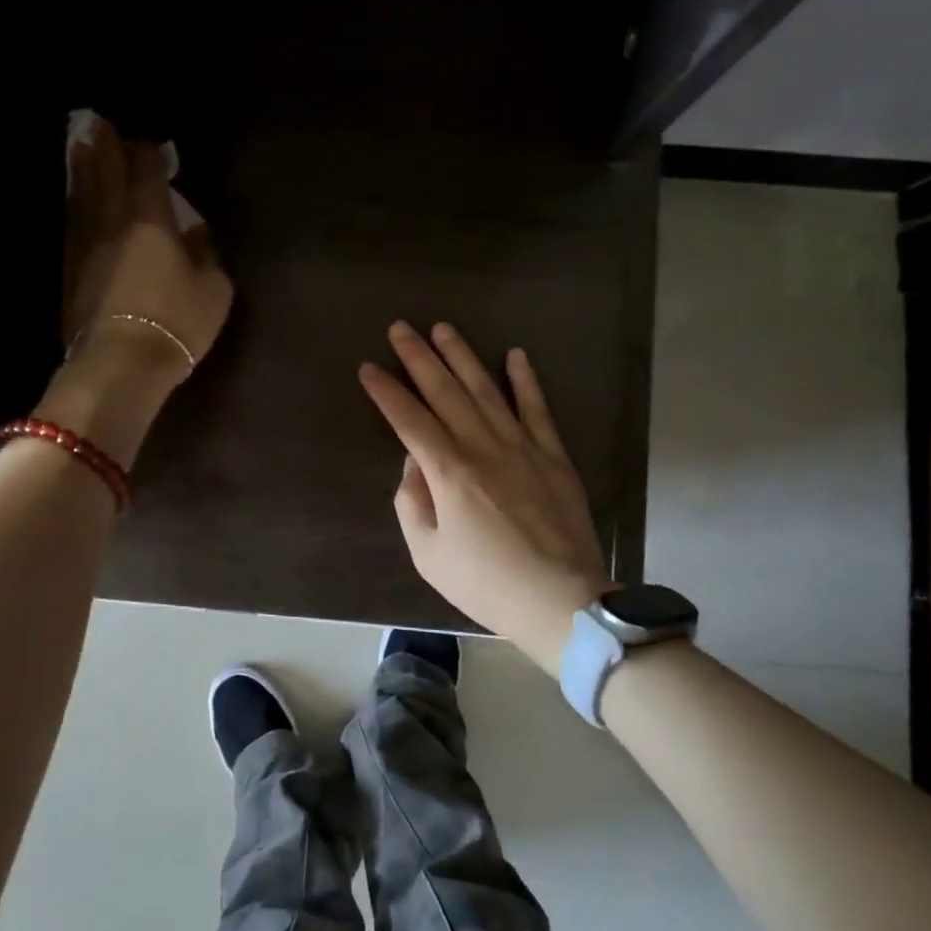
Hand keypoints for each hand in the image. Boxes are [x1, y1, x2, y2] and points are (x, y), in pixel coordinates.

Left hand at [40, 115, 232, 468]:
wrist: (120, 363)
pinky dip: (74, 206)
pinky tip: (75, 203)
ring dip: (81, 169)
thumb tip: (195, 231)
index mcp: (151, 219)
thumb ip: (206, 253)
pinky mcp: (70, 270)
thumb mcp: (213, 288)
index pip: (146, 172)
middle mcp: (113, 222)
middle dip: (104, 147)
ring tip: (79, 149)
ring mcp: (86, 245)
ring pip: (82, 196)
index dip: (148, 154)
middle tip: (98, 124)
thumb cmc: (176, 322)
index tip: (150, 143)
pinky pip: (73, 225)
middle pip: (105, 174)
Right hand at [359, 322, 611, 668]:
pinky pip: (537, 409)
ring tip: (444, 329)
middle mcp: (483, 448)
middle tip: (400, 328)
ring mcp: (522, 447)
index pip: (409, 420)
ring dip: (463, 357)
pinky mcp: (553, 456)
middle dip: (419, 358)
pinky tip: (516, 355)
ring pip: (487, 391)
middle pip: (445, 393)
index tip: (369, 368)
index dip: (386, 392)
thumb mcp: (428, 555)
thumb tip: (414, 464)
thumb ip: (413, 503)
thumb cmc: (486, 583)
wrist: (562, 602)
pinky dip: (526, 381)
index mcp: (449, 473)